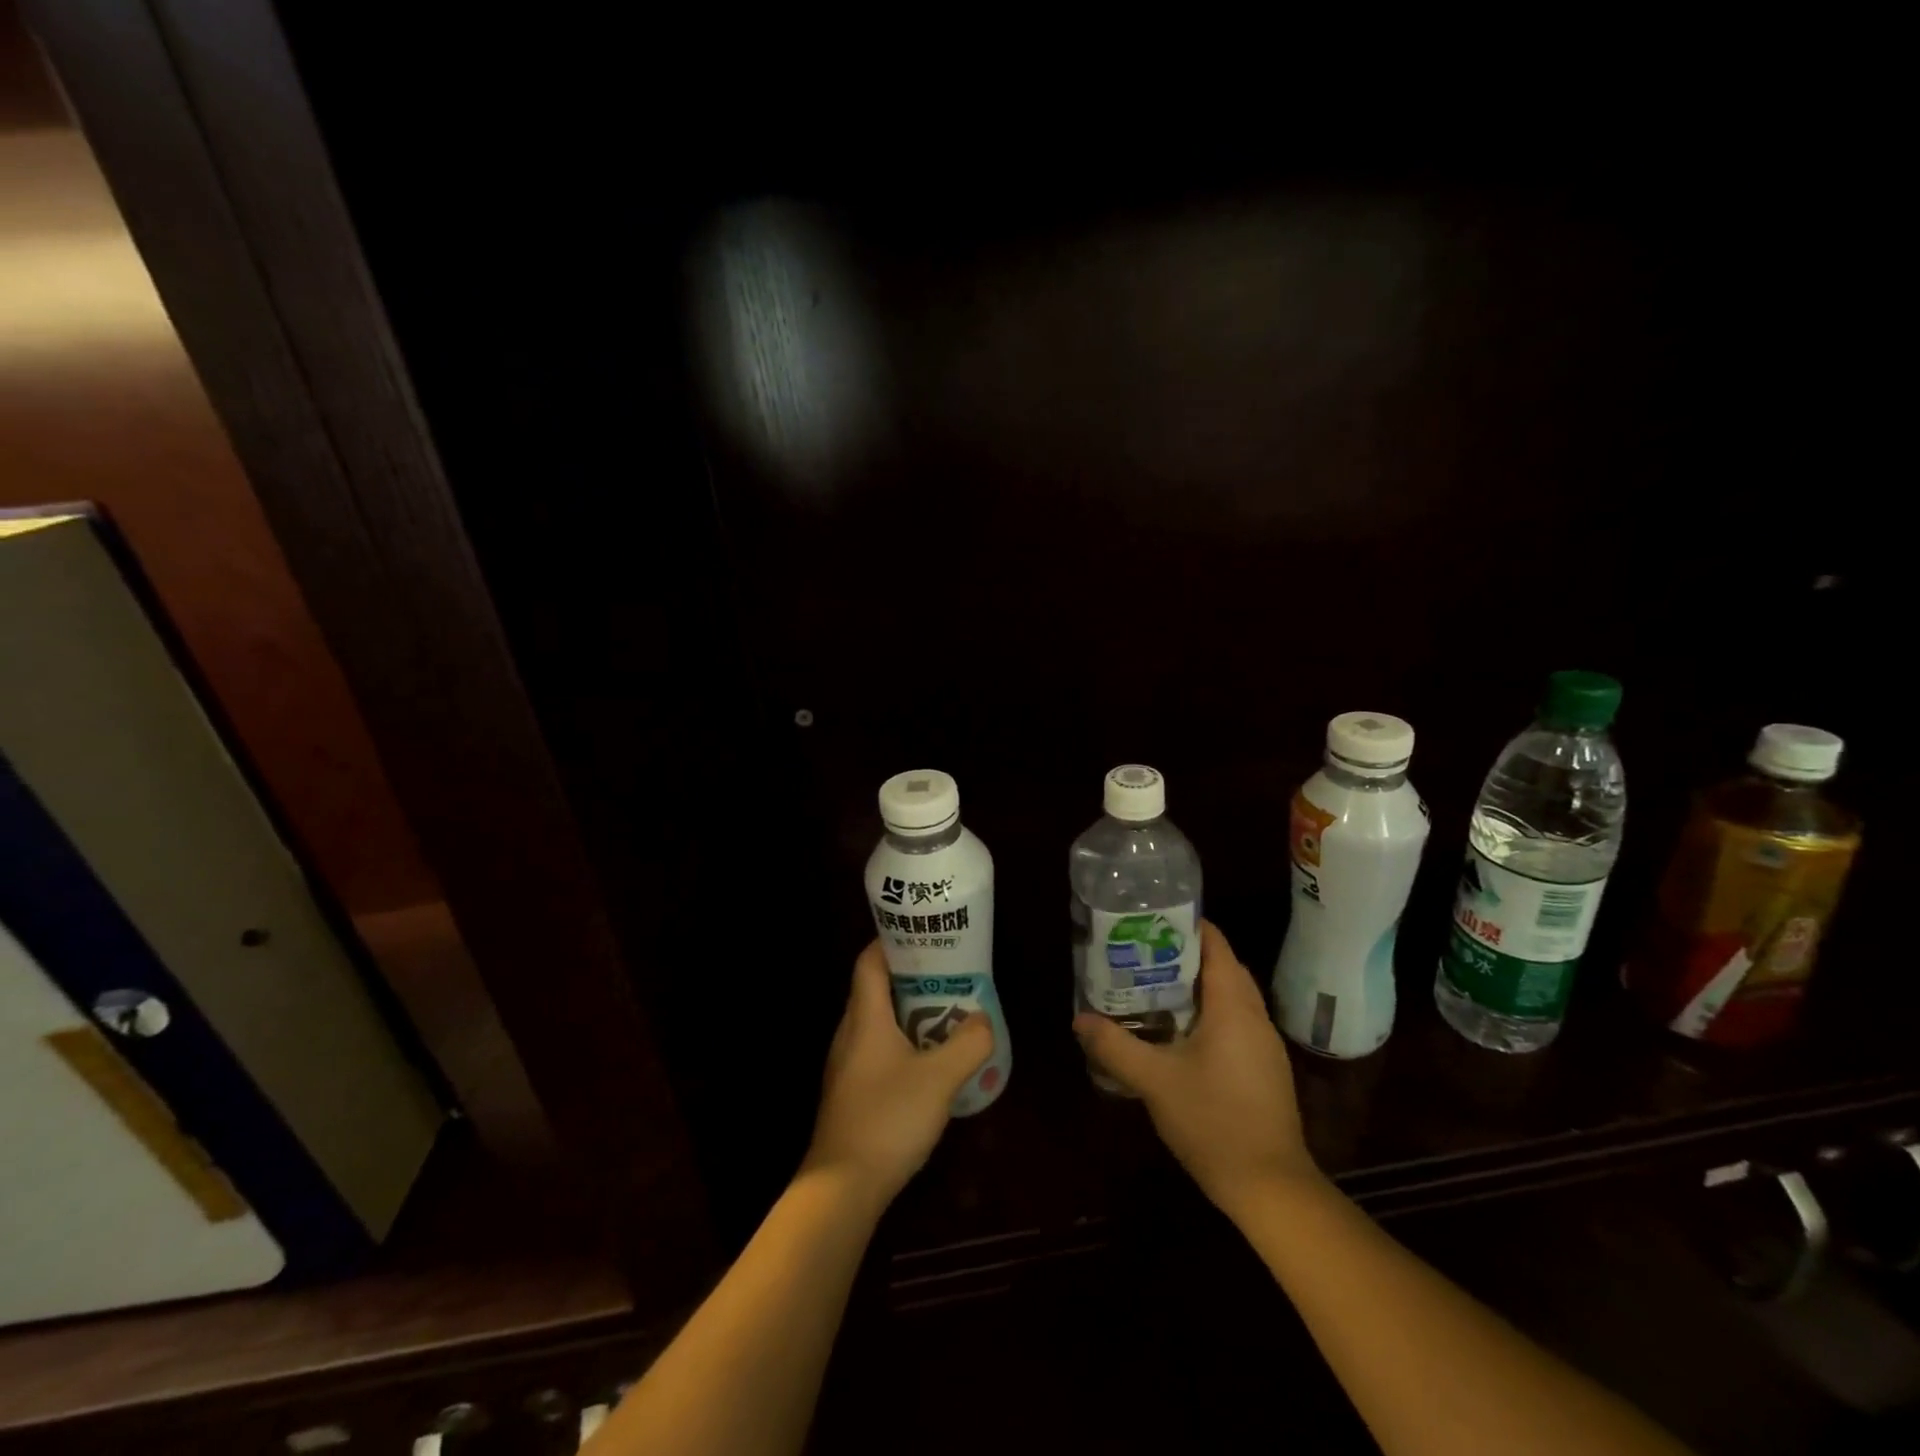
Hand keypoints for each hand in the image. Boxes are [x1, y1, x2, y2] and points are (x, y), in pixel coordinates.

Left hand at [802, 940, 993, 1207]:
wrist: (842, 1187)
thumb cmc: (888, 1118)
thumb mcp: (939, 1078)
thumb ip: (968, 1044)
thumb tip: (983, 1019)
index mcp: (865, 1017)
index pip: (870, 961)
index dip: (892, 941)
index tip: (924, 934)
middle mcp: (850, 1033)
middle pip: (876, 989)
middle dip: (912, 977)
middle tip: (949, 975)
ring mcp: (847, 1064)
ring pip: (878, 1022)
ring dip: (910, 1013)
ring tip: (947, 1014)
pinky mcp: (851, 1091)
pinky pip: (878, 1051)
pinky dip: (903, 1043)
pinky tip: (929, 1062)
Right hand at [1074, 920, 1320, 1217]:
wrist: (1271, 1188)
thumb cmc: (1213, 1122)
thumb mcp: (1154, 1081)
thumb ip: (1114, 1046)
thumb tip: (1080, 1020)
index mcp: (1233, 1007)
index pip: (1216, 945)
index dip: (1187, 925)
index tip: (1151, 920)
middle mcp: (1254, 1017)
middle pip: (1223, 967)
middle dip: (1186, 954)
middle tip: (1142, 952)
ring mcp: (1264, 1045)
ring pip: (1230, 997)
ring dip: (1197, 986)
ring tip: (1153, 985)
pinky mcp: (1264, 1069)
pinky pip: (1235, 1022)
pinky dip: (1208, 1013)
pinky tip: (1178, 1032)